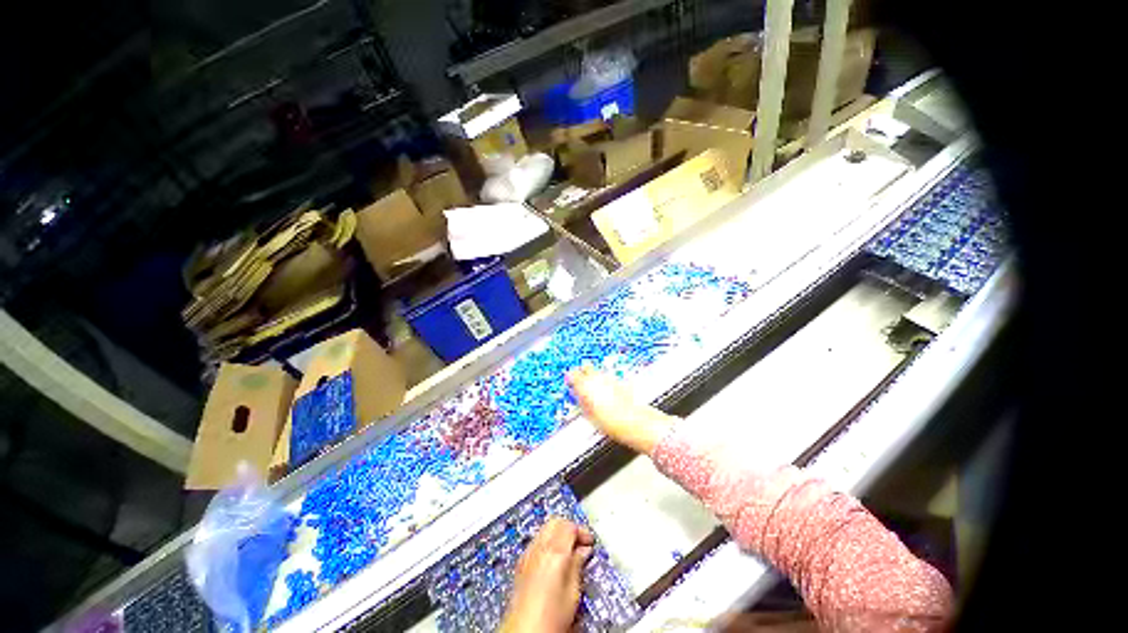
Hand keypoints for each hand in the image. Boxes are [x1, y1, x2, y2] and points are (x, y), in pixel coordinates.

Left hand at [501, 518, 594, 632]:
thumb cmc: (550, 619)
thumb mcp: (573, 593)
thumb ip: (578, 565)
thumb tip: (583, 551)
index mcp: (554, 551)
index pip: (569, 526)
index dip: (582, 531)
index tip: (590, 541)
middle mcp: (539, 548)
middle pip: (555, 522)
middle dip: (569, 528)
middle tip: (581, 542)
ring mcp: (528, 555)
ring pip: (544, 529)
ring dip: (558, 534)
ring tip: (569, 551)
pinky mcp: (521, 564)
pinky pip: (536, 541)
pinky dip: (547, 542)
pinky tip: (554, 558)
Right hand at [566, 366, 675, 453]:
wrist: (634, 422)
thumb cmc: (612, 422)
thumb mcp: (589, 415)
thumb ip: (581, 402)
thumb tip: (577, 397)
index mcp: (586, 385)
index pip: (572, 374)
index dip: (570, 379)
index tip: (570, 384)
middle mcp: (597, 377)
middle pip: (585, 367)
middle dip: (582, 374)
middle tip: (581, 385)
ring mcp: (610, 377)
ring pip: (597, 372)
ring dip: (594, 378)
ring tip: (594, 393)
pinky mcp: (620, 380)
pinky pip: (608, 377)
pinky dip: (605, 382)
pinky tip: (607, 394)